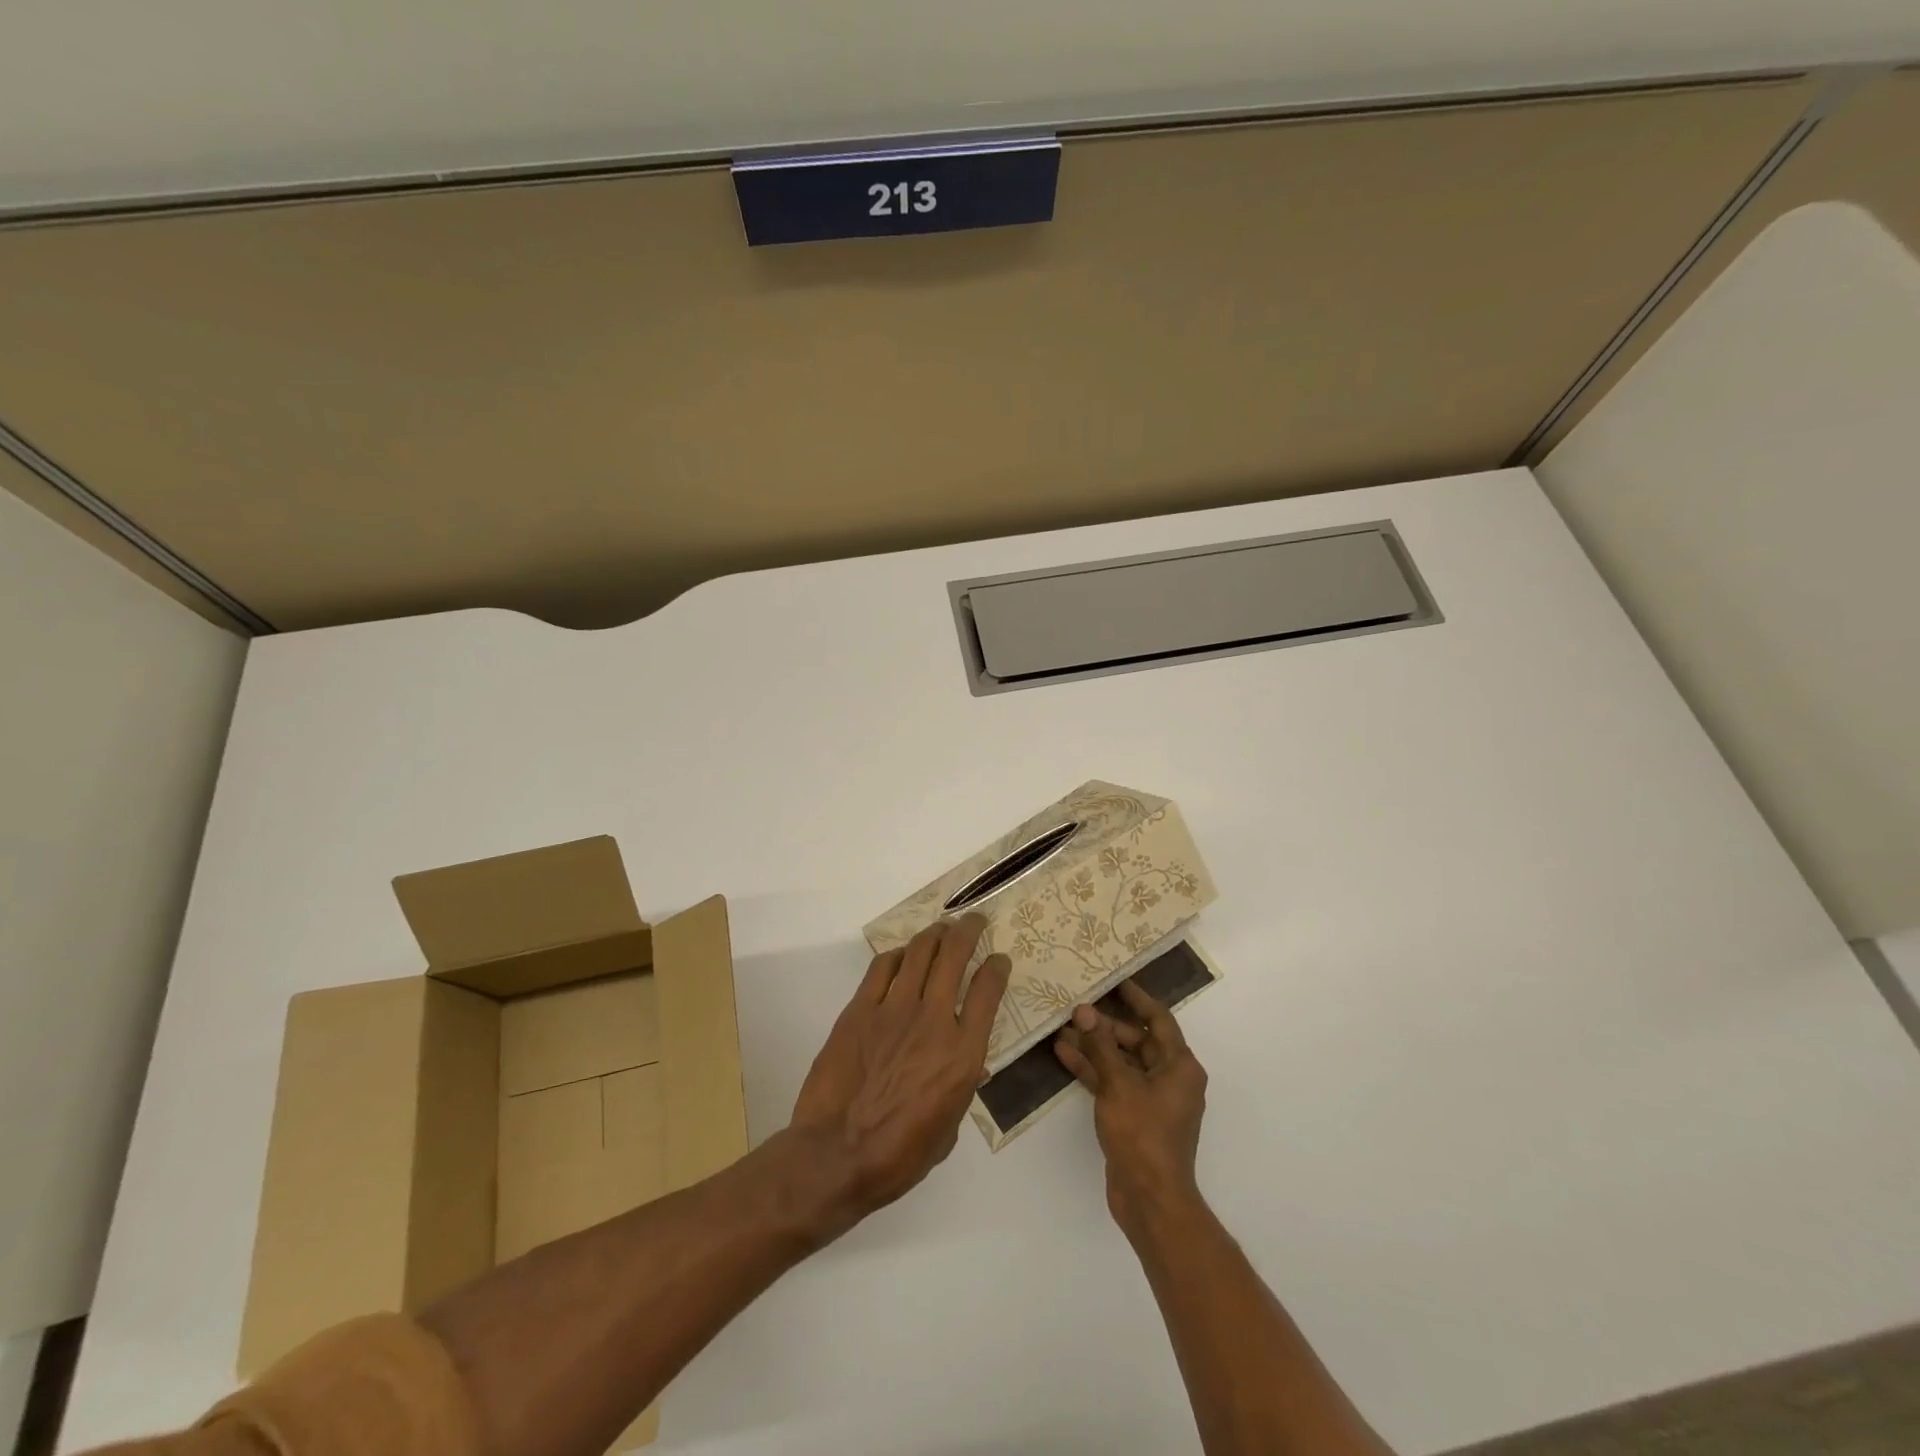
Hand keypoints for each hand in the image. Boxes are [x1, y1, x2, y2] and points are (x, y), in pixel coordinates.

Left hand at [791, 915, 1011, 1224]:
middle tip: (973, 921)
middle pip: (955, 956)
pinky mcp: (860, 1009)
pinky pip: (882, 968)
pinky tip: (902, 956)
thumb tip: (969, 1066)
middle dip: (968, 931)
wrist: (836, 1156)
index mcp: (962, 1055)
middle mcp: (933, 1021)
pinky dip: (897, 955)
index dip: (997, 968)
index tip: (999, 960)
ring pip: (919, 952)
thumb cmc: (898, 1156)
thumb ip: (961, 1088)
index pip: (988, 992)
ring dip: (935, 934)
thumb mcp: (948, 1130)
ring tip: (942, 928)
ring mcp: (894, 1010)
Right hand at [1054, 980, 1207, 1238]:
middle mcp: (1171, 1078)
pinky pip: (1114, 1082)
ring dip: (1095, 1047)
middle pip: (1138, 1040)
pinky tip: (1064, 1055)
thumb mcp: (1119, 1084)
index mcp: (1180, 1066)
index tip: (1115, 980)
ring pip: (1122, 1062)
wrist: (1150, 1199)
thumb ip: (1101, 1045)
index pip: (1159, 1019)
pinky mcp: (1136, 1116)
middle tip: (1077, 1007)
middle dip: (1106, 1025)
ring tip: (1062, 1028)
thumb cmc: (1143, 1134)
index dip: (1137, 998)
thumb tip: (1085, 1010)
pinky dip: (1094, 1070)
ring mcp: (1153, 1099)